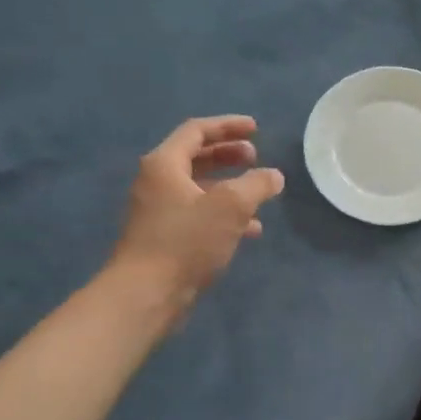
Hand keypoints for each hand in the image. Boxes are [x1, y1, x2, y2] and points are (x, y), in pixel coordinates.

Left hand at [109, 115, 284, 325]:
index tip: (256, 129)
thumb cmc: (186, 241)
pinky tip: (251, 229)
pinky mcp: (166, 236)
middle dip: (228, 155)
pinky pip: (200, 213)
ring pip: (200, 188)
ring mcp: (160, 211)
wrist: (147, 293)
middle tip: (256, 157)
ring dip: (231, 186)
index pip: (197, 131)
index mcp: (165, 164)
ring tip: (259, 193)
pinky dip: (225, 213)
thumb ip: (256, 185)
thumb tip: (274, 175)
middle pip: (196, 157)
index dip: (228, 126)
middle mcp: (157, 182)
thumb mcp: (231, 207)